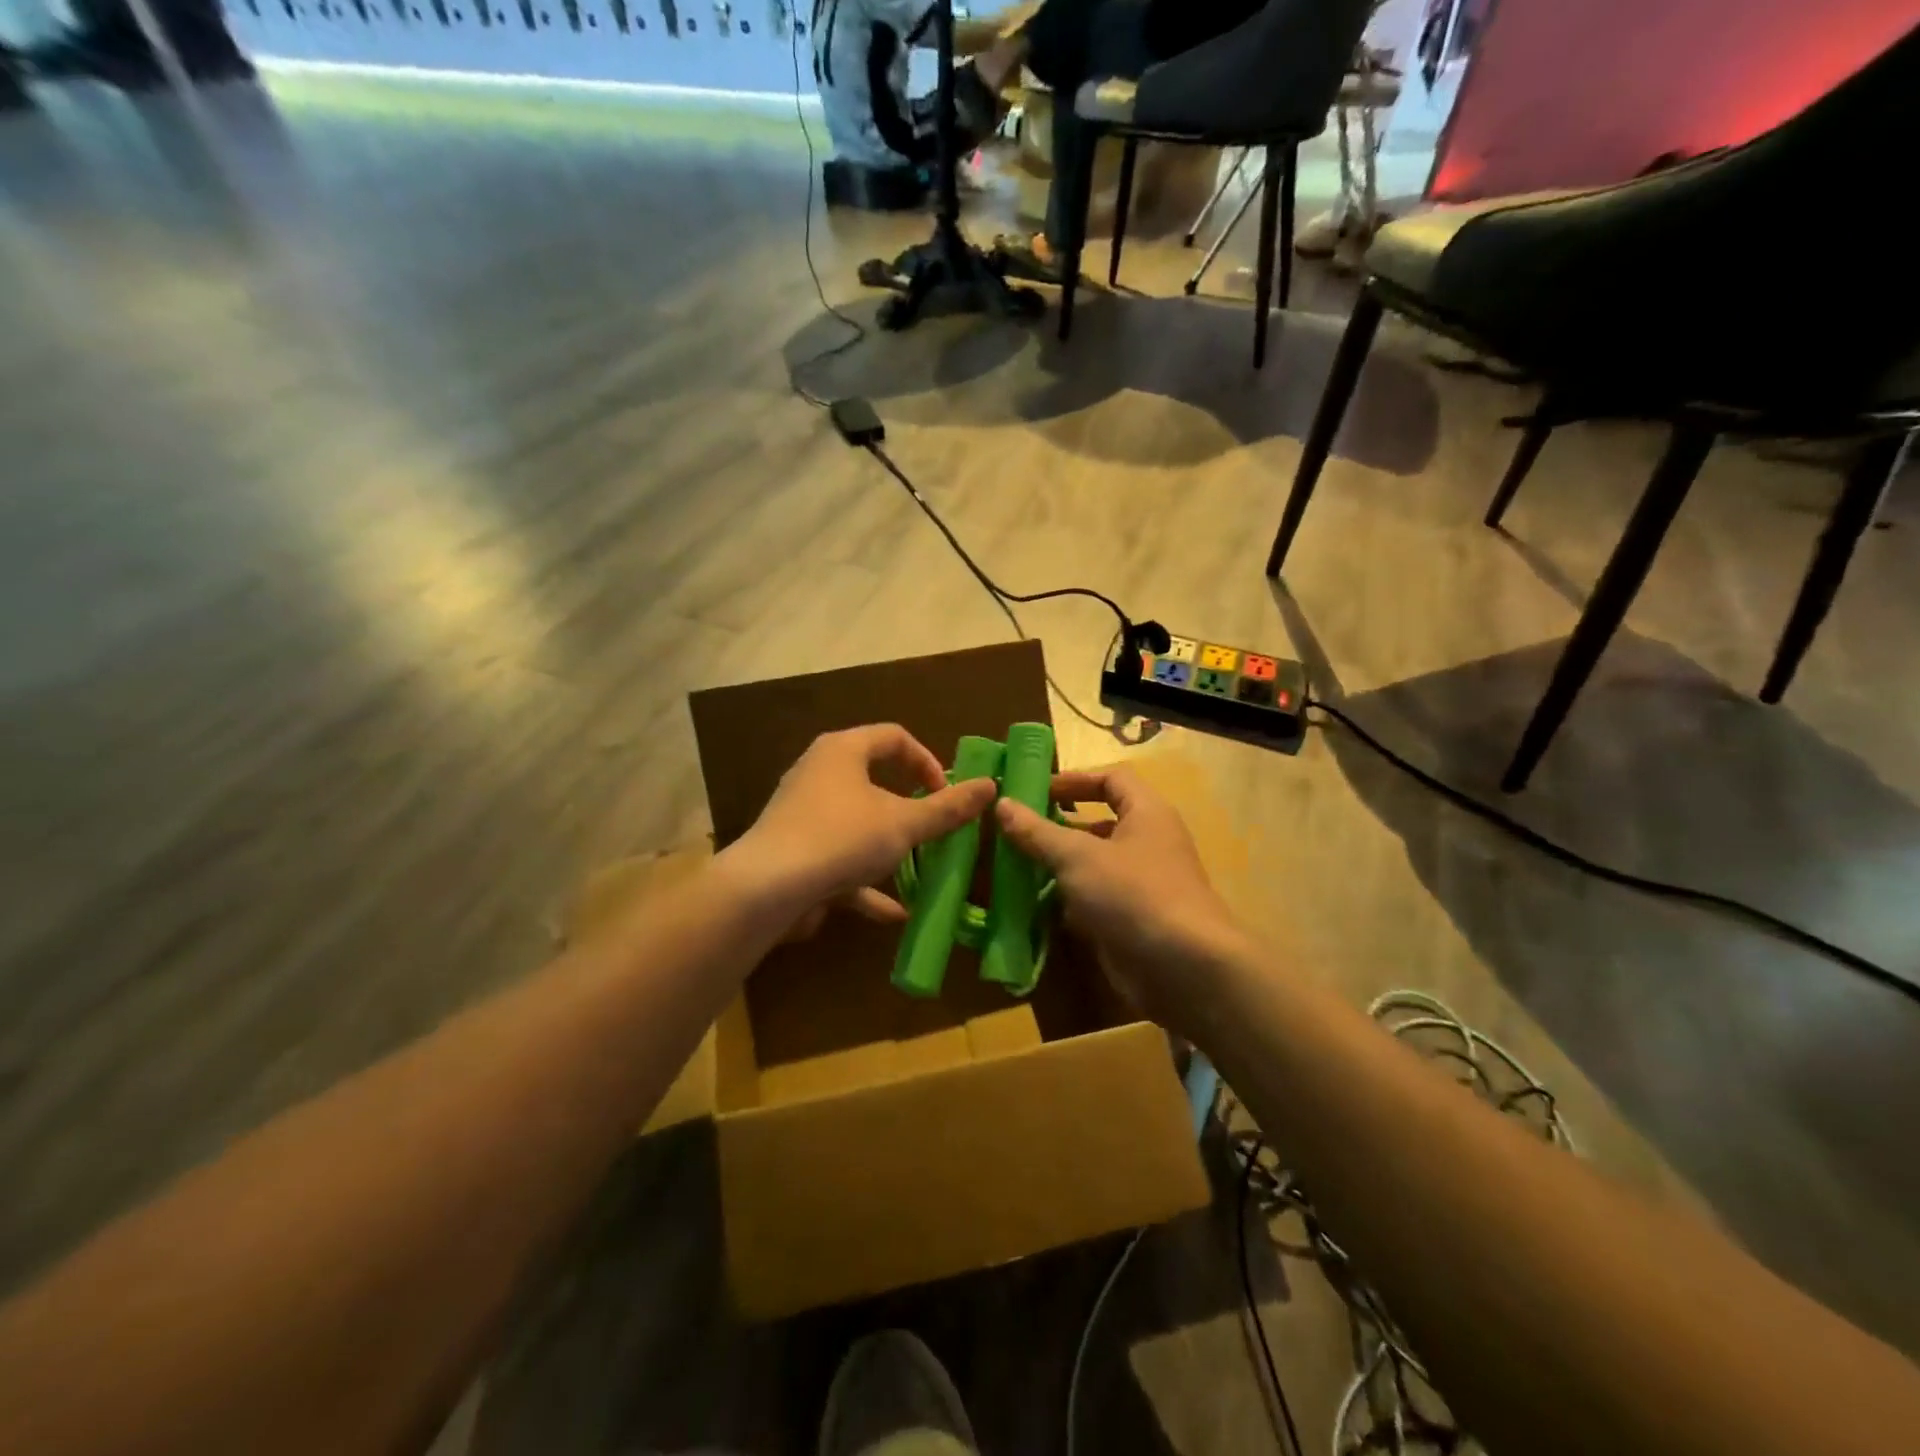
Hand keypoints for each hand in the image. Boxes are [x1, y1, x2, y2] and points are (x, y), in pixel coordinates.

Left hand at [725, 725, 997, 931]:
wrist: (767, 889)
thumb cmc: (842, 838)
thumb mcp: (904, 823)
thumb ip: (948, 808)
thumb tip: (991, 785)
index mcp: (843, 751)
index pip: (894, 737)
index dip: (927, 761)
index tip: (947, 793)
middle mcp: (819, 773)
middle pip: (873, 778)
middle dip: (909, 806)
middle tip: (934, 826)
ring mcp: (803, 814)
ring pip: (857, 823)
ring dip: (889, 847)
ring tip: (919, 868)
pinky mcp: (794, 851)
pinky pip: (839, 859)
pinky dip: (866, 881)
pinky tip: (894, 912)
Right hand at [994, 766, 1252, 1035]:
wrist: (1185, 970)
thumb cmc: (1133, 894)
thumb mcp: (1078, 858)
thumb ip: (1038, 832)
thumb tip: (1003, 803)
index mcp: (1146, 813)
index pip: (1111, 779)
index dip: (1074, 780)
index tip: (1035, 790)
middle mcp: (1147, 843)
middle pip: (1099, 823)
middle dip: (1058, 826)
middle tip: (1016, 831)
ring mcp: (1141, 885)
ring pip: (1094, 865)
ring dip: (1058, 866)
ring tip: (1015, 867)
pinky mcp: (1132, 920)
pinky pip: (1094, 900)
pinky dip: (1067, 901)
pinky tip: (1032, 907)